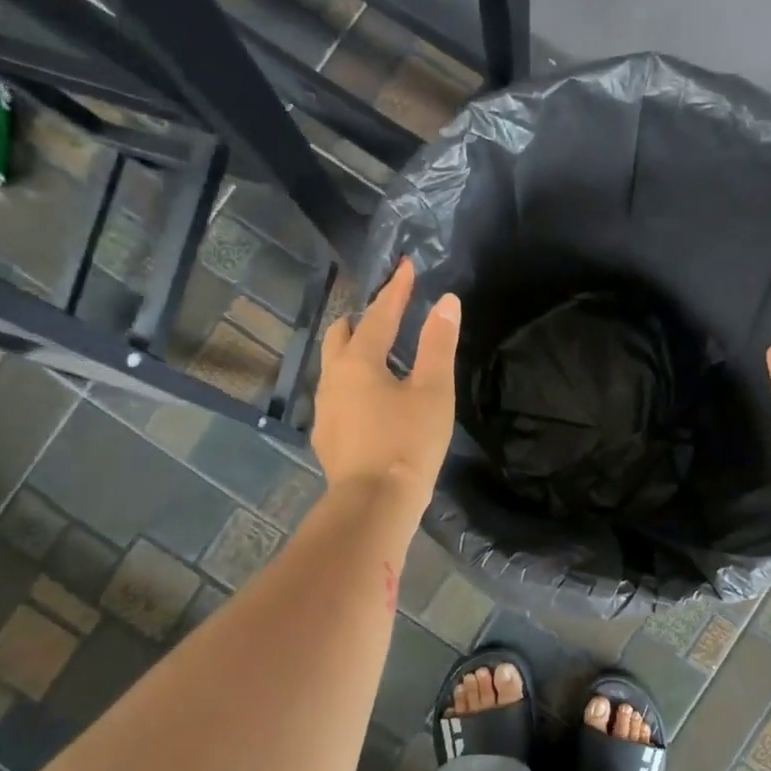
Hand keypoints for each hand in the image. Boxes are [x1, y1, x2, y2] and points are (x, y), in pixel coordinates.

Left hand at [312, 259, 459, 519]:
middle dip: (364, 318)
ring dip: (355, 351)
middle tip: (389, 314)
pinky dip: (353, 382)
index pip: (380, 314)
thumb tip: (446, 302)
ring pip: (335, 365)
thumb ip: (438, 344)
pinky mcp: (326, 434)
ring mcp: (325, 407)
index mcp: (359, 360)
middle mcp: (333, 377)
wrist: (374, 503)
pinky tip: (370, 400)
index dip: (397, 289)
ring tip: (381, 356)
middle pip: (342, 334)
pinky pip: (337, 394)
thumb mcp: (432, 391)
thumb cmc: (409, 442)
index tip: (406, 266)